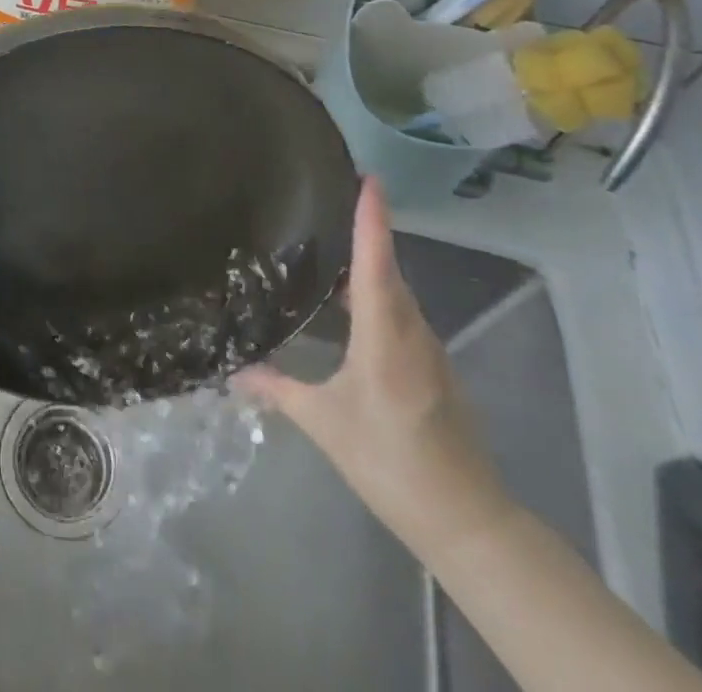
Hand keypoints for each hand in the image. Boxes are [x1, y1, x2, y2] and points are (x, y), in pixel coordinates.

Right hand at [234, 178, 513, 557]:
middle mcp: (412, 332)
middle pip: (388, 270)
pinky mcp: (434, 367)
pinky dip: (379, 292)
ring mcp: (429, 350)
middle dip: (368, 230)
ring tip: (334, 241)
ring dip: (372, 262)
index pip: (375, 264)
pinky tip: (352, 301)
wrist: (468, 522)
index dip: (372, 219)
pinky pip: (402, 313)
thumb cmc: (391, 464)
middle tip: (336, 196)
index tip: (369, 178)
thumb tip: (233, 371)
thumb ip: (278, 390)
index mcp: (385, 337)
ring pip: (397, 292)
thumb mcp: (325, 425)